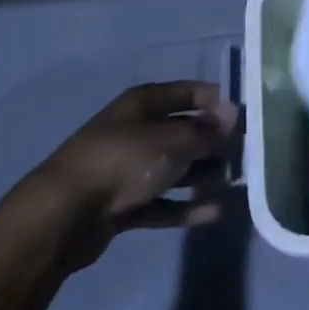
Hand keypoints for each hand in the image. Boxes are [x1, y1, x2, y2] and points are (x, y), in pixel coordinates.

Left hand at [21, 80, 239, 269]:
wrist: (62, 216)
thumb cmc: (124, 161)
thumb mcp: (175, 140)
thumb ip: (208, 132)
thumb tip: (233, 120)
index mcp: (144, 104)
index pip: (190, 93)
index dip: (218, 102)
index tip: (246, 119)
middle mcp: (136, 131)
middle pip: (185, 132)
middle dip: (215, 143)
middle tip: (245, 155)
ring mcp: (128, 169)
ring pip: (176, 168)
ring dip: (204, 175)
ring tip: (234, 184)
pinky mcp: (124, 205)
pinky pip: (164, 202)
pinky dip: (187, 206)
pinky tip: (216, 212)